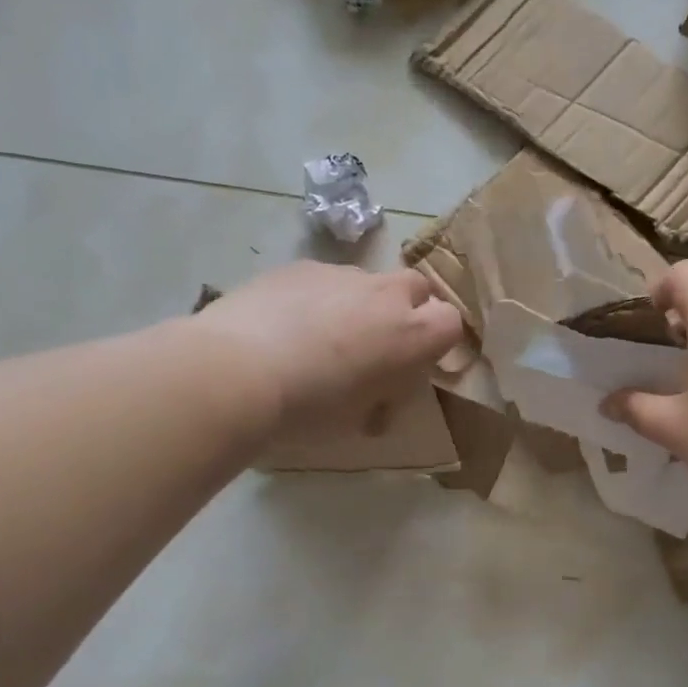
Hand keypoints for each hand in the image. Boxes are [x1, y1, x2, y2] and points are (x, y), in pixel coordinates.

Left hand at [192, 262, 463, 432]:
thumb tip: (375, 406)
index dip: (438, 340)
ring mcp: (341, 275)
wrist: (236, 372)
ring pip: (367, 282)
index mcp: (412, 335)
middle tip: (379, 343)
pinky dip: (318, 298)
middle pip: (417, 288)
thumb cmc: (309, 408)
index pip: (451, 322)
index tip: (417, 363)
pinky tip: (286, 325)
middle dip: (408, 309)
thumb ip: (380, 401)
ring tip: (323, 337)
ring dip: (360, 304)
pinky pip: (324, 280)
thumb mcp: (358, 419)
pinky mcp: (299, 267)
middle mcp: (385, 295)